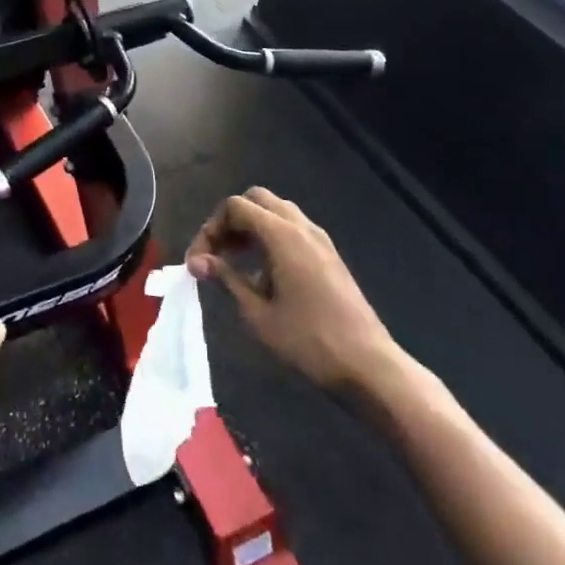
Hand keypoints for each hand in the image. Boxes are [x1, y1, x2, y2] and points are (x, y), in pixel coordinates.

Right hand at [186, 188, 395, 391]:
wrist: (367, 364)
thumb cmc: (308, 340)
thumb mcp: (258, 313)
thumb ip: (226, 278)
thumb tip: (197, 261)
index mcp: (282, 235)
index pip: (235, 207)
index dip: (210, 228)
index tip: (199, 261)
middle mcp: (302, 227)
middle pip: (256, 200)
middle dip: (230, 222)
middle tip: (216, 254)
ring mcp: (319, 239)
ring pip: (276, 212)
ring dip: (251, 228)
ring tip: (234, 263)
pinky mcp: (329, 254)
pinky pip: (292, 229)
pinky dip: (270, 238)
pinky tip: (263, 274)